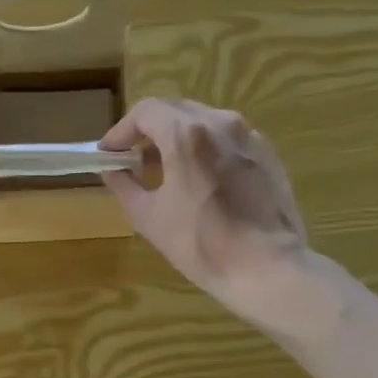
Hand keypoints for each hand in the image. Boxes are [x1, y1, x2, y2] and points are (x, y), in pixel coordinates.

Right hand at [100, 98, 309, 312]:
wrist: (266, 267)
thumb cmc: (200, 243)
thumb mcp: (148, 217)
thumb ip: (124, 185)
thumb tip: (111, 170)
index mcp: (187, 134)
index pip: (145, 111)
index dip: (121, 130)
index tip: (110, 153)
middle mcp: (220, 123)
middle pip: (175, 111)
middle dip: (149, 131)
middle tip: (133, 160)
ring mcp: (249, 136)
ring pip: (204, 122)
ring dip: (178, 138)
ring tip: (165, 172)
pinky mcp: (267, 155)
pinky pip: (227, 140)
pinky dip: (206, 149)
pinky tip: (200, 181)